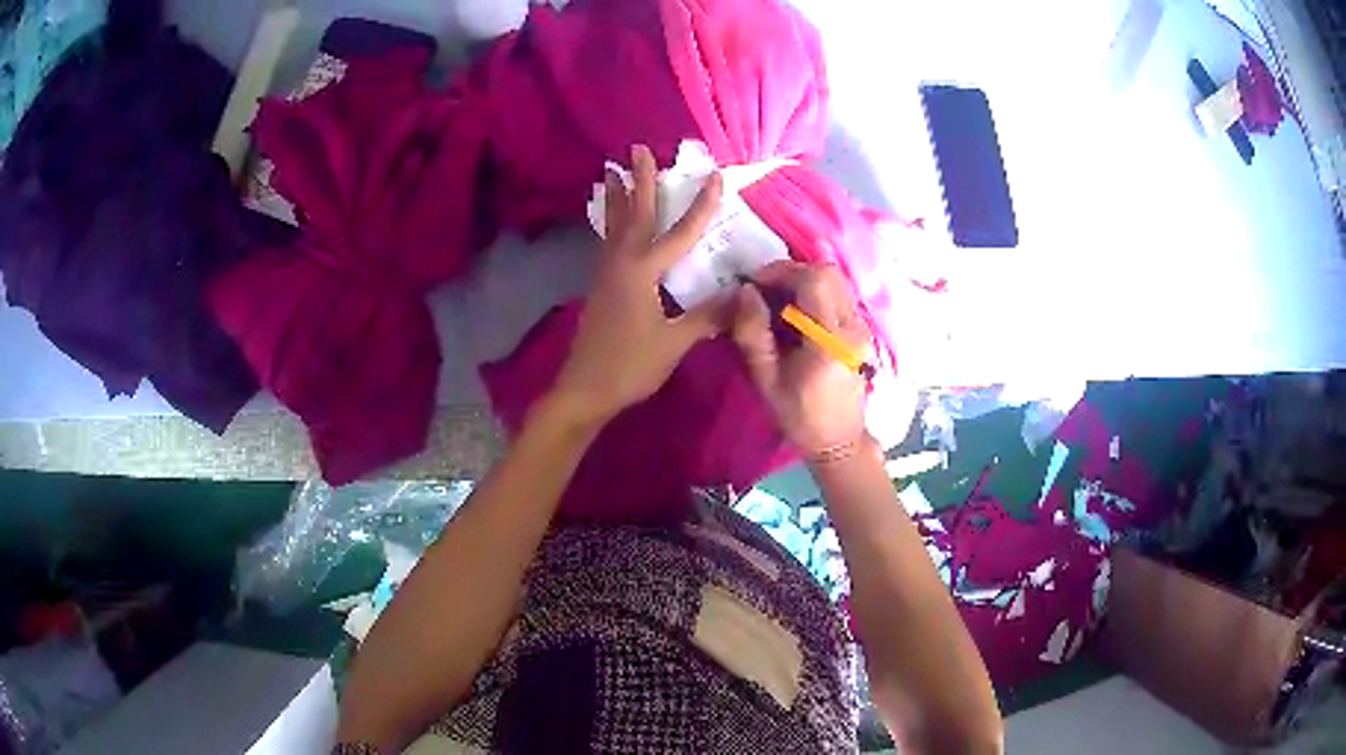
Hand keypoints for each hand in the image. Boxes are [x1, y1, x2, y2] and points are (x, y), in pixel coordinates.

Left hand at [550, 144, 726, 425]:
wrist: (585, 389)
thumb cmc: (630, 366)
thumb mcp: (675, 342)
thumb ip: (708, 317)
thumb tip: (744, 297)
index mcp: (642, 271)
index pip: (680, 232)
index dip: (700, 205)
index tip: (714, 175)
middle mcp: (621, 262)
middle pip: (634, 213)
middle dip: (640, 180)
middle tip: (637, 149)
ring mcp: (606, 273)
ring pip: (615, 225)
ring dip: (619, 196)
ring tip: (614, 171)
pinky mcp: (600, 286)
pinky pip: (608, 242)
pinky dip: (612, 222)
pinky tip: (613, 222)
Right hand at [733, 261, 869, 458]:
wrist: (839, 439)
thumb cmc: (800, 415)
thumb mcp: (765, 378)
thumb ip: (753, 333)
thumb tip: (745, 291)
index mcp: (831, 341)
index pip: (814, 281)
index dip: (782, 272)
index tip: (755, 284)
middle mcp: (853, 326)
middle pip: (829, 272)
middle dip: (792, 272)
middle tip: (766, 289)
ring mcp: (862, 325)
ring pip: (835, 279)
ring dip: (804, 280)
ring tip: (779, 301)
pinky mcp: (861, 328)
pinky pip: (838, 293)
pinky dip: (814, 292)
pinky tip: (796, 314)